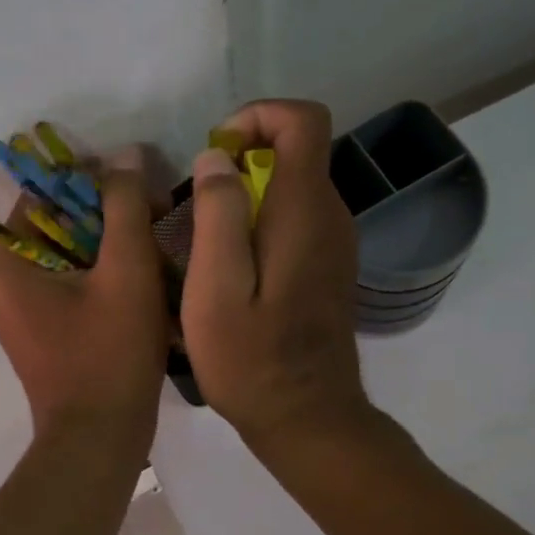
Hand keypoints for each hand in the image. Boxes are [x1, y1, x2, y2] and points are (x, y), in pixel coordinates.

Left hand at [0, 147, 168, 456]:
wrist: (99, 440)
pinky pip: (71, 287)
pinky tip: (141, 284)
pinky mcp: (40, 335)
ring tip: (156, 252)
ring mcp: (20, 313)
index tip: (138, 187)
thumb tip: (124, 154)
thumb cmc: (111, 353)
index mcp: (8, 264)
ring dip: (111, 247)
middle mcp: (3, 284)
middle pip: (58, 226)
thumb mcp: (127, 270)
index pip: (43, 195)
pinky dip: (103, 278)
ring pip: (69, 257)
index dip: (92, 181)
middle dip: (108, 217)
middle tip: (156, 219)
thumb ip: (124, 206)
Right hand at [181, 100, 373, 449]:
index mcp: (305, 211)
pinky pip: (297, 217)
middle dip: (244, 157)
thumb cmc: (253, 359)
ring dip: (248, 192)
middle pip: (297, 150)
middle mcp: (331, 216)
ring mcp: (336, 242)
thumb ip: (218, 214)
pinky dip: (262, 219)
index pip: (303, 120)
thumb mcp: (216, 288)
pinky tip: (232, 266)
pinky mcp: (329, 266)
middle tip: (198, 204)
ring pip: (294, 185)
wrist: (308, 418)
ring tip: (207, 238)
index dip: (258, 116)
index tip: (216, 152)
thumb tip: (218, 158)